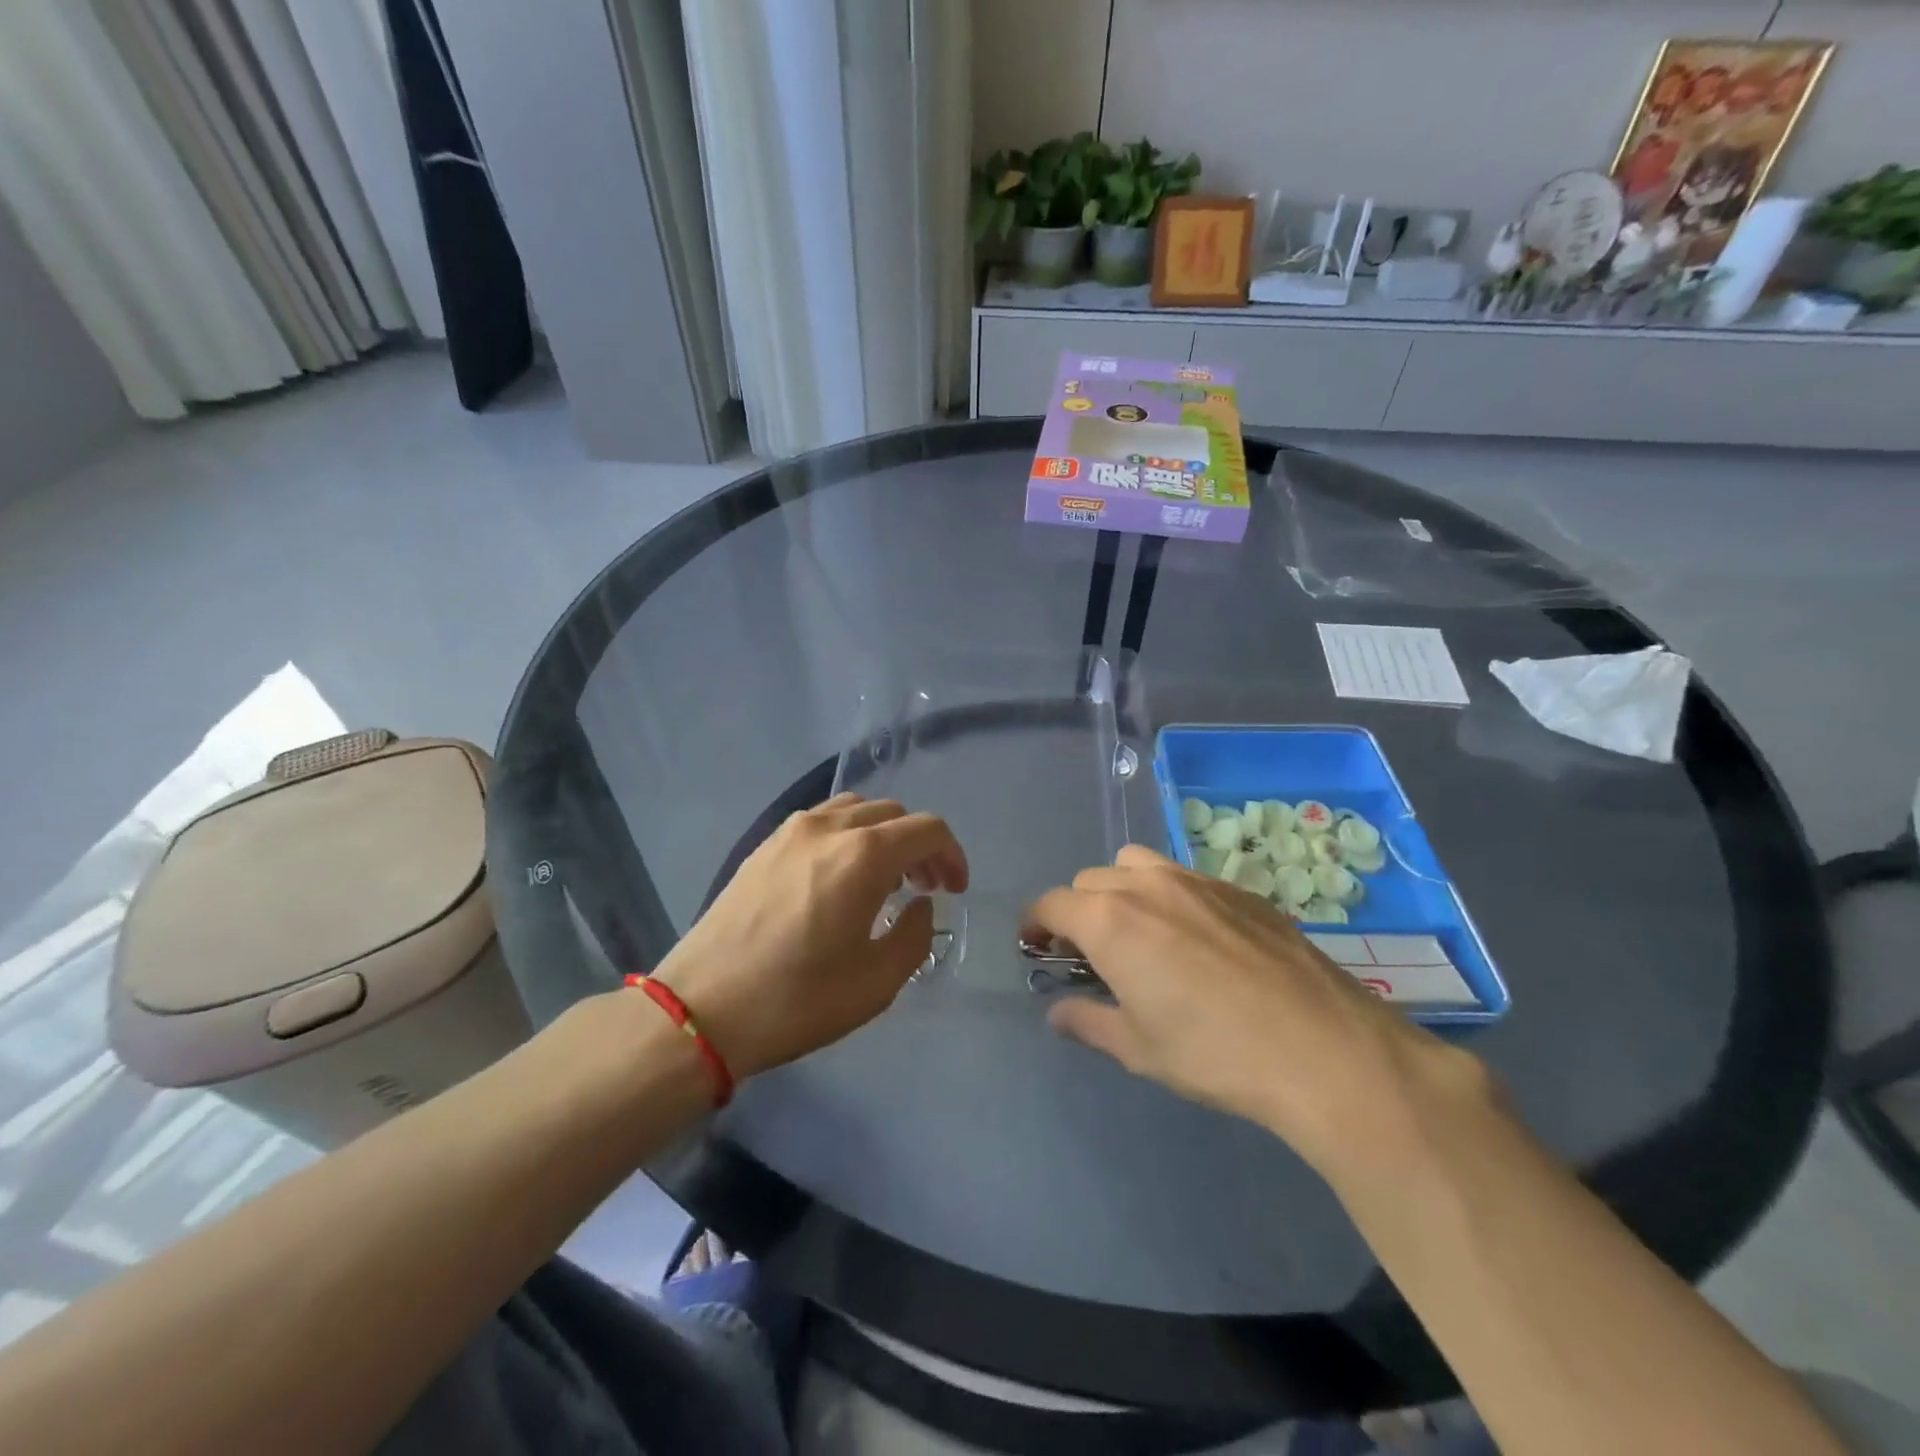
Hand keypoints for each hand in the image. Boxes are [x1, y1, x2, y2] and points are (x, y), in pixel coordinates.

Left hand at [651, 794, 968, 1079]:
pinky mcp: (764, 845)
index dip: (951, 855)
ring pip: (855, 810)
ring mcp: (790, 831)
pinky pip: (821, 822)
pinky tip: (839, 878)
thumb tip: (919, 905)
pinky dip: (847, 837)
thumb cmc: (797, 1000)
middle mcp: (828, 827)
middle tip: (924, 888)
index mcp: (863, 855)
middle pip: (893, 813)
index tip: (954, 890)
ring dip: (882, 835)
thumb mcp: (876, 983)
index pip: (927, 829)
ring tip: (882, 880)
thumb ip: (915, 935)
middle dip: (919, 846)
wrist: (701, 1010)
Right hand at [1026, 845, 1484, 1174]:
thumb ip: (1088, 1022)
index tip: (1034, 946)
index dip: (1034, 923)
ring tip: (1140, 932)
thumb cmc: (1215, 1054)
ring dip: (1121, 890)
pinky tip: (1196, 939)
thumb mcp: (1139, 1048)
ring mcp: (1197, 880)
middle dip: (1079, 910)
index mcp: (1110, 919)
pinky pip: (1184, 876)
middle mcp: (1146, 885)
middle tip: (1091, 952)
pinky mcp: (1239, 889)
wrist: (1323, 1049)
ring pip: (1137, 865)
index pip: (1051, 903)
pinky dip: (1168, 895)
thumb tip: (1058, 1012)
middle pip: (1091, 879)